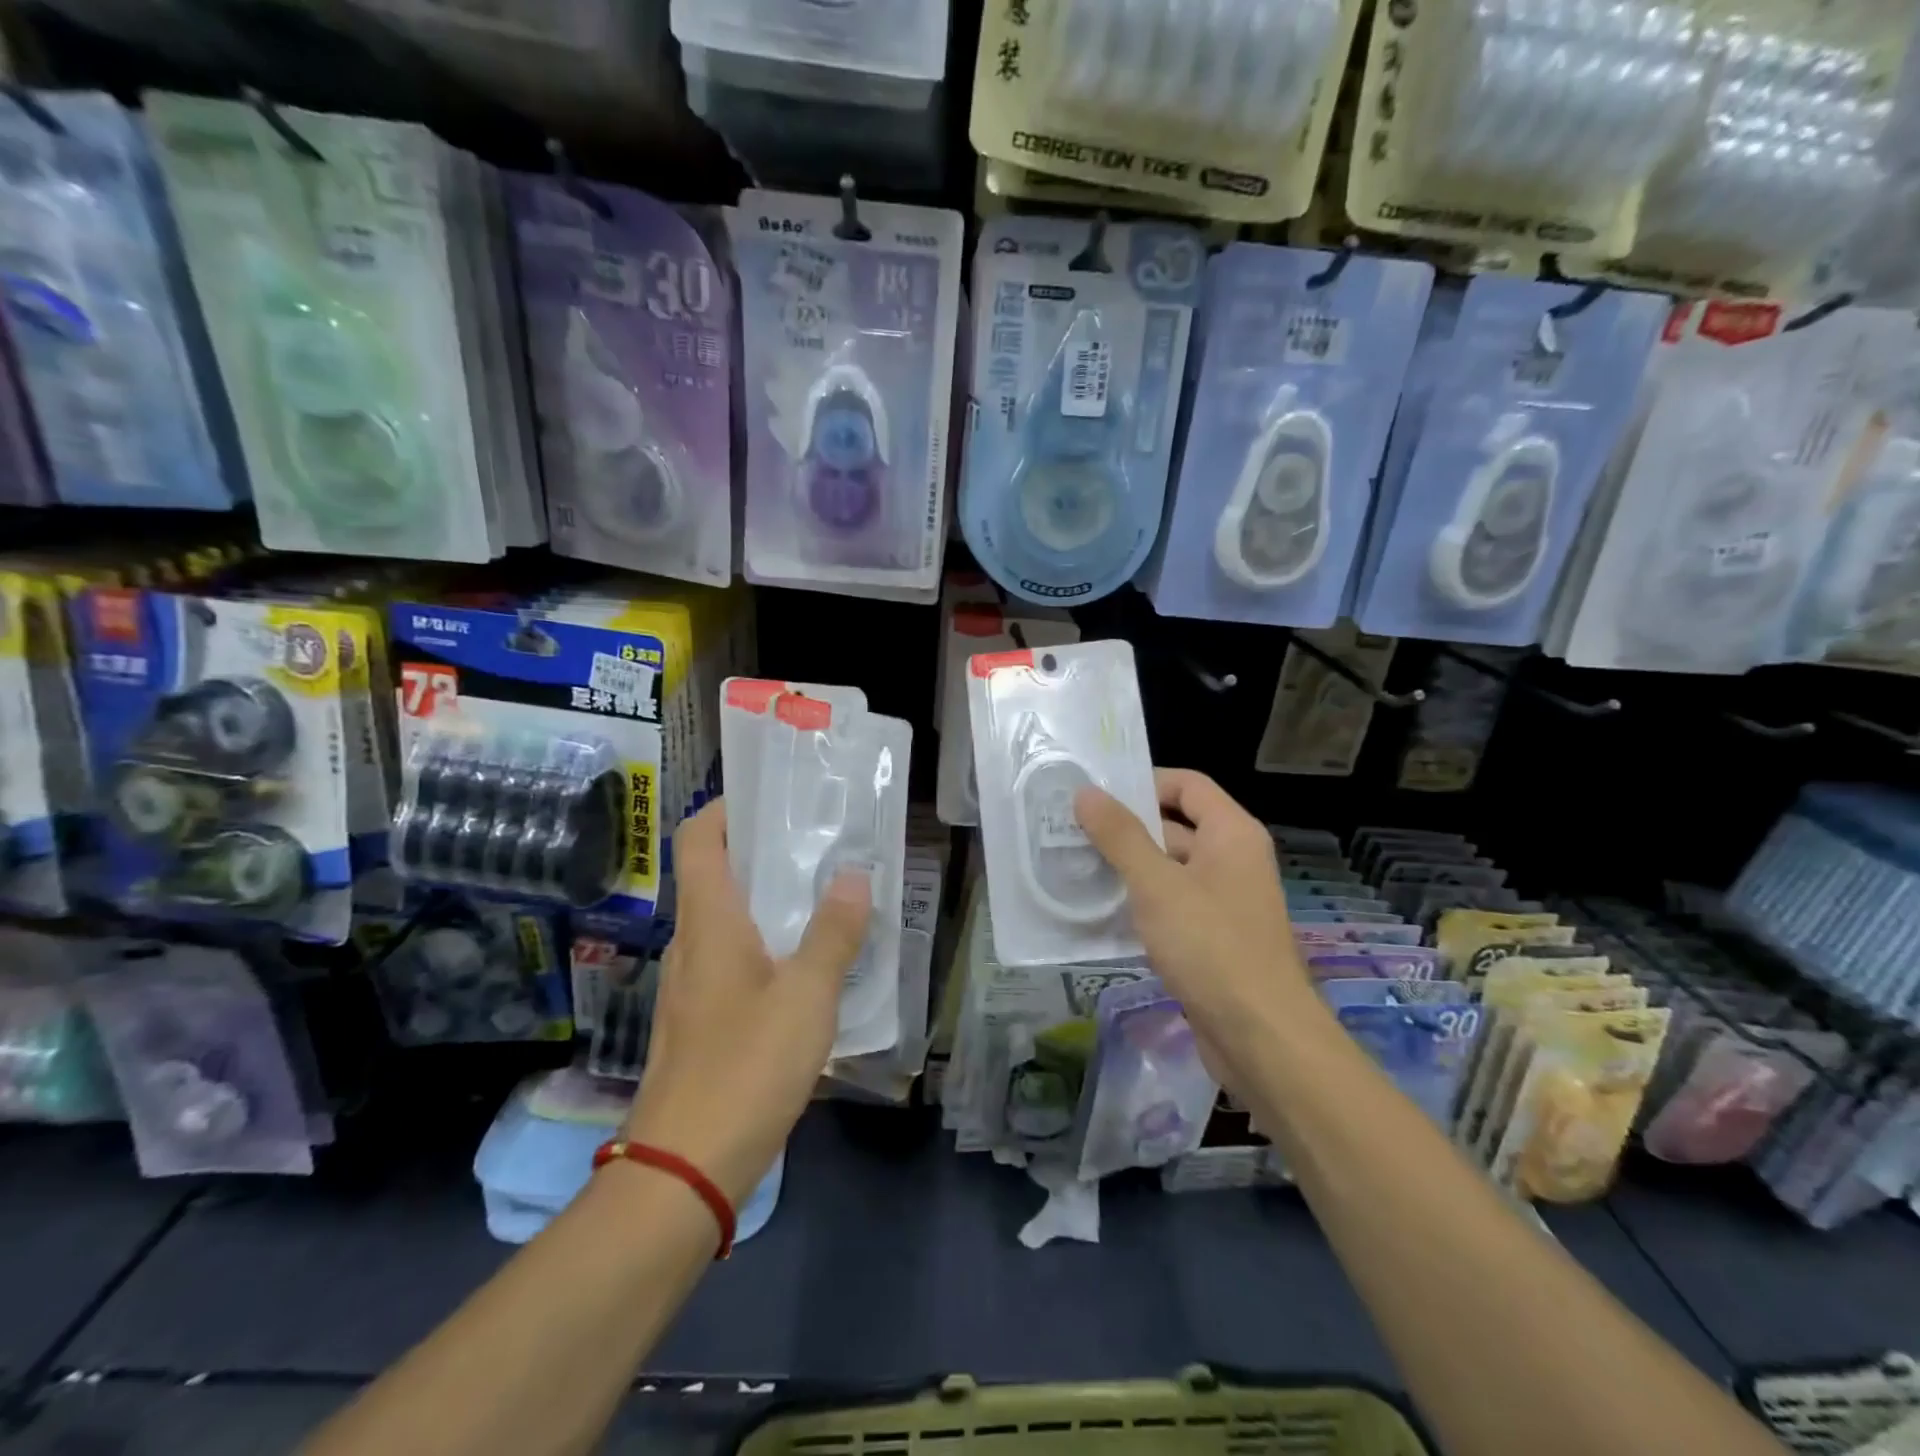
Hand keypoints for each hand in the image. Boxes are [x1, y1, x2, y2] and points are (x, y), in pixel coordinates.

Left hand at [621, 799, 870, 1205]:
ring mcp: (692, 985)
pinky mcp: (701, 1021)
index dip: (726, 808)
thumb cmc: (745, 1067)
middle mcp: (691, 944)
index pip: (698, 840)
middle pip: (717, 875)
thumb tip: (855, 876)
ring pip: (728, 920)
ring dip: (769, 900)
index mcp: (709, 923)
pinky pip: (734, 960)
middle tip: (820, 841)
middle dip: (763, 851)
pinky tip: (808, 964)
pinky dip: (767, 944)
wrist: (684, 1170)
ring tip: (825, 894)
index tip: (772, 796)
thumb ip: (834, 933)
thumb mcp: (806, 996)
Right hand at [1074, 769, 1316, 1055]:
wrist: (1260, 1037)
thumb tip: (1085, 792)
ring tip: (1074, 864)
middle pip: (1176, 826)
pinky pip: (1171, 905)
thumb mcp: (1157, 884)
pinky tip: (1099, 910)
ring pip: (1169, 869)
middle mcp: (1233, 860)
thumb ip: (1120, 836)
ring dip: (1128, 867)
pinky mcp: (1212, 939)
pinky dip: (1139, 902)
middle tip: (1071, 828)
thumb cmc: (1211, 946)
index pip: (1187, 785)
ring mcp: (1224, 901)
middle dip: (1126, 827)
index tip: (1096, 792)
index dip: (1144, 781)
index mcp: (1232, 834)